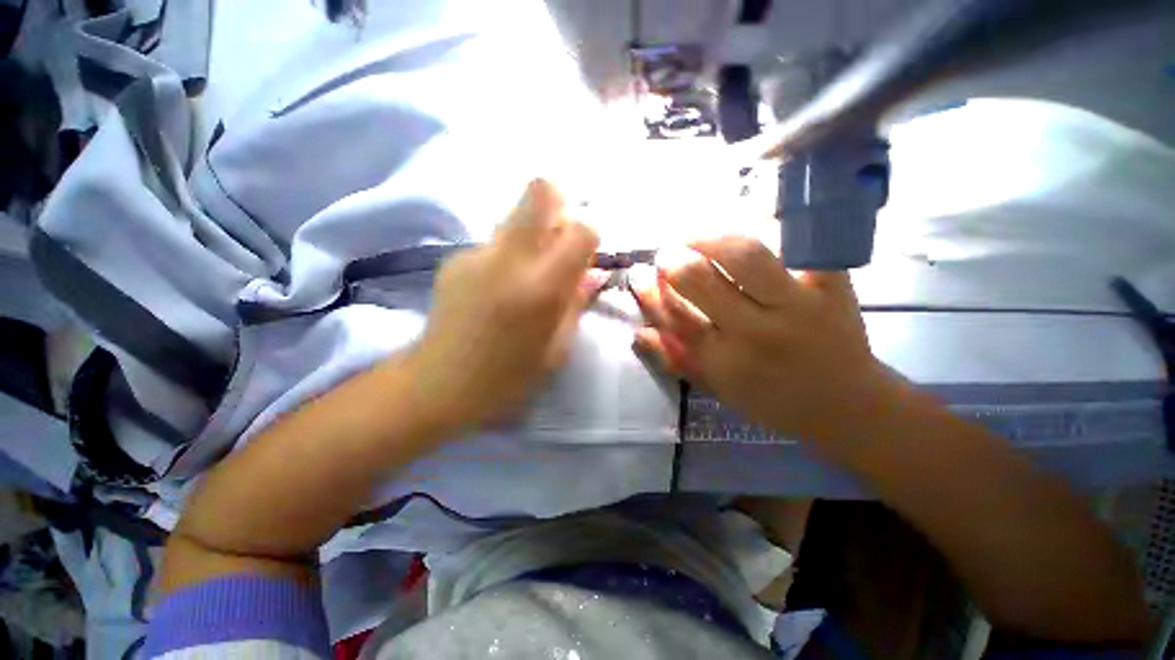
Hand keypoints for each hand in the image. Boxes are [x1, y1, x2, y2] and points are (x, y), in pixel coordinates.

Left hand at [405, 179, 601, 434]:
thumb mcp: (557, 349)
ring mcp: (476, 253)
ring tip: (526, 275)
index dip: (589, 236)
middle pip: (539, 191)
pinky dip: (507, 254)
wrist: (437, 384)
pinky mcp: (454, 257)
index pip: (580, 230)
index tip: (585, 257)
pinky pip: (494, 242)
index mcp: (540, 287)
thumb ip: (577, 303)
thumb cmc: (508, 377)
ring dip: (532, 234)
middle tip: (560, 240)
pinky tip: (497, 288)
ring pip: (515, 216)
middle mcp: (508, 258)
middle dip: (559, 205)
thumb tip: (595, 272)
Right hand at [630, 236, 899, 446]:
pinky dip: (773, 225)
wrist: (846, 405)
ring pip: (746, 255)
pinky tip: (750, 221)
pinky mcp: (832, 286)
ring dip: (710, 238)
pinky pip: (799, 244)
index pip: (674, 316)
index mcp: (724, 359)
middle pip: (701, 280)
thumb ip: (677, 359)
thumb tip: (639, 332)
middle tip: (667, 253)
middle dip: (674, 261)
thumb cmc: (773, 401)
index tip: (639, 275)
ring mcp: (797, 304)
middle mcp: (755, 331)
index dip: (651, 292)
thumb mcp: (718, 388)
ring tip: (696, 237)